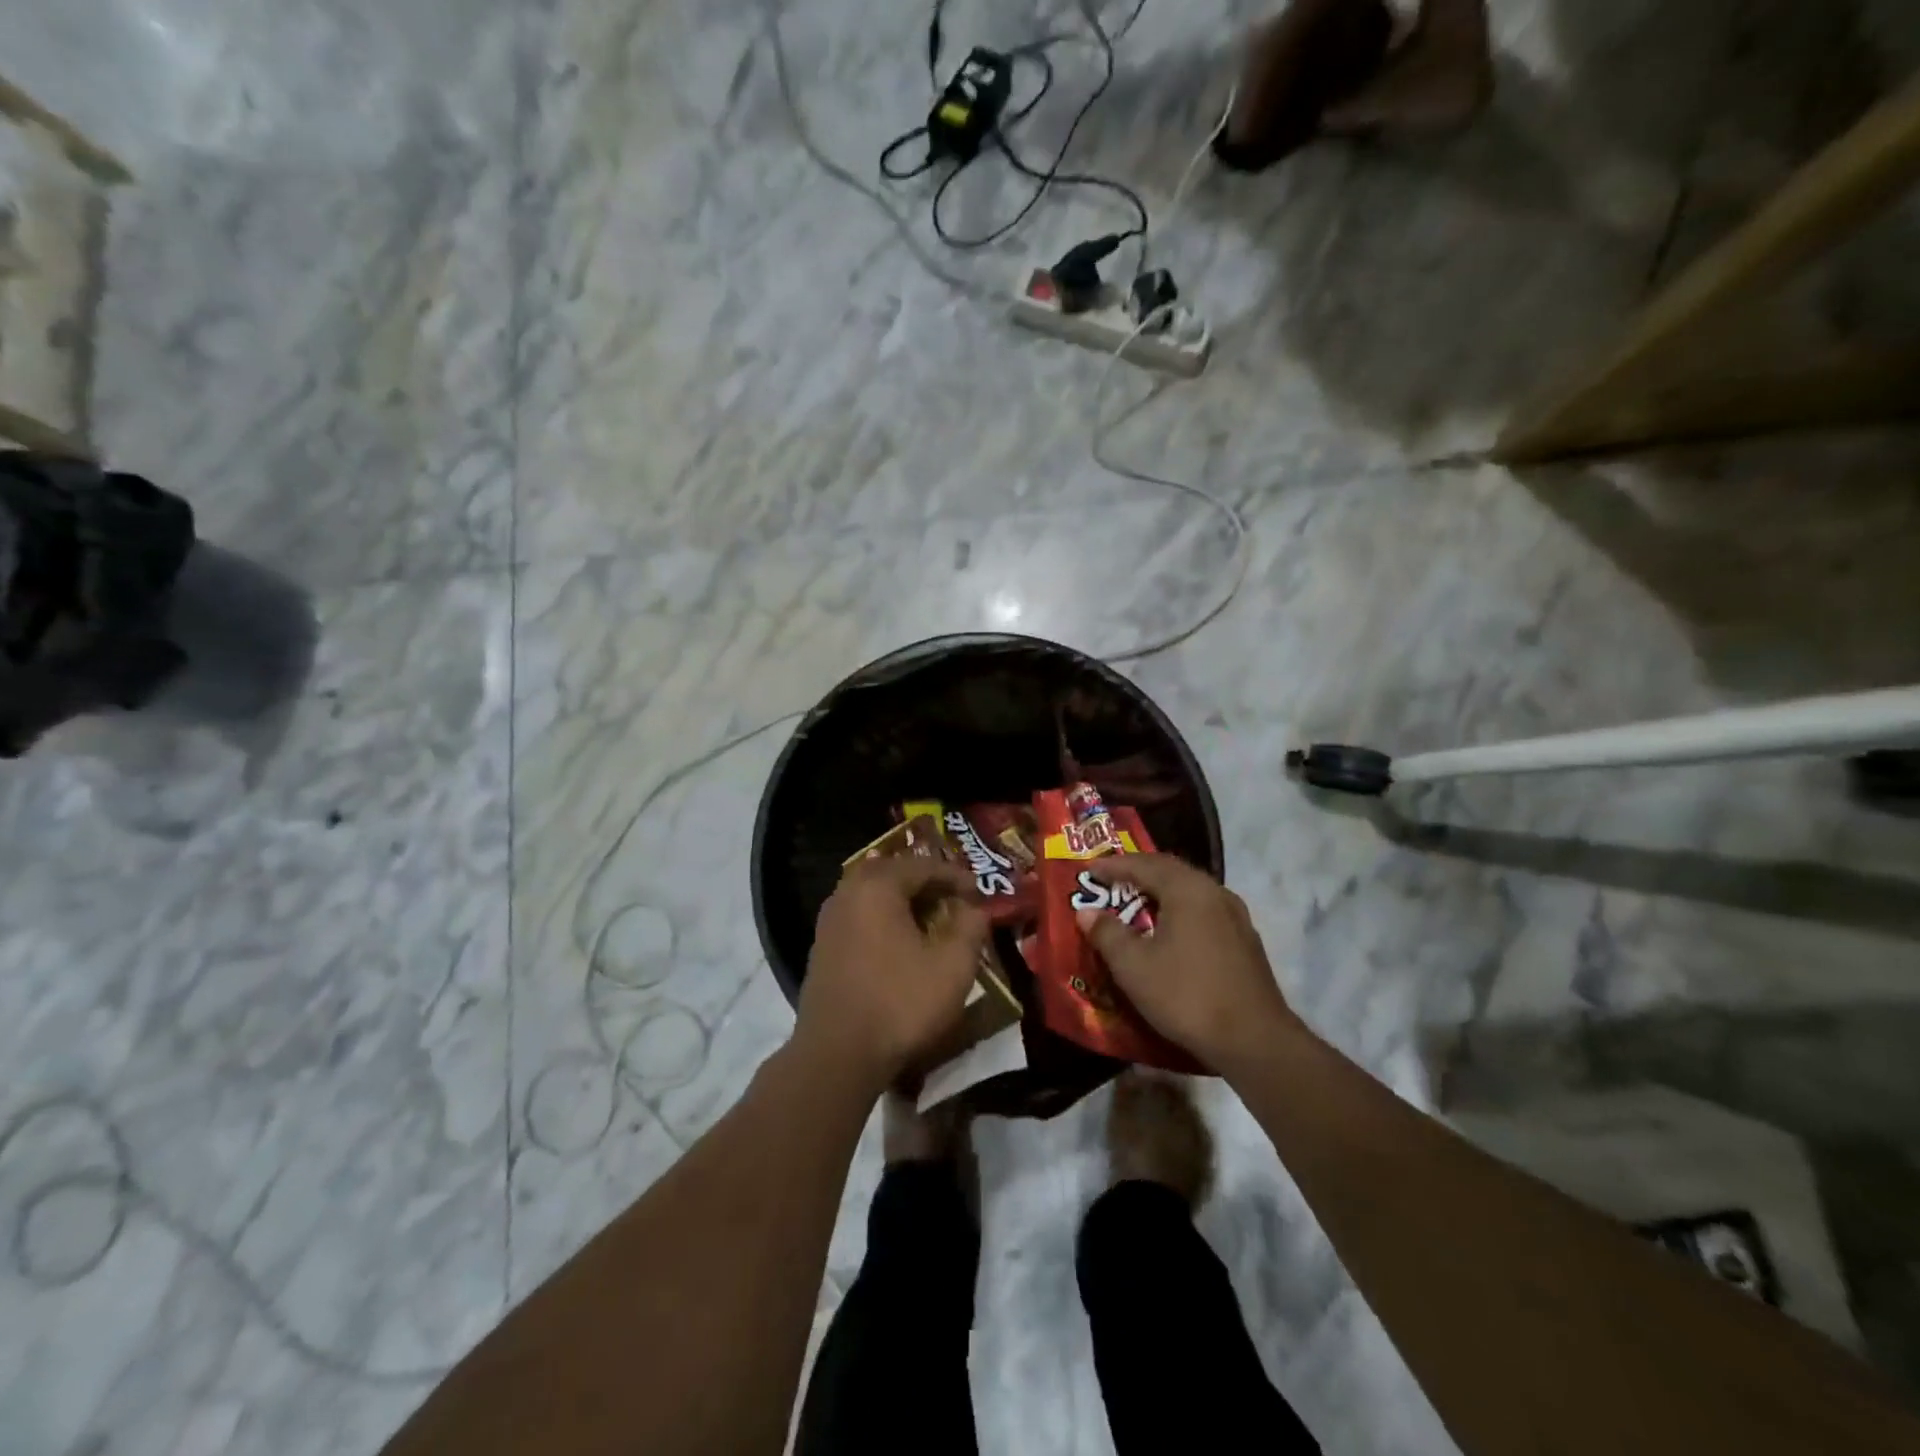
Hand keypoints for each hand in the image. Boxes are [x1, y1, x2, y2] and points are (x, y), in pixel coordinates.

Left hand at [794, 856, 988, 1096]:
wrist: (837, 1055)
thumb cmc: (900, 1003)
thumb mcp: (953, 966)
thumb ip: (971, 927)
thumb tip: (975, 908)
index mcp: (877, 885)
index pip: (924, 865)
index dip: (957, 876)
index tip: (980, 894)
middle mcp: (847, 892)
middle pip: (895, 873)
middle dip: (928, 884)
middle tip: (955, 901)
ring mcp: (829, 920)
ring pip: (874, 896)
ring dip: (905, 903)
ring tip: (933, 922)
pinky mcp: (822, 947)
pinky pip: (860, 917)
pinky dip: (885, 921)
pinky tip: (902, 945)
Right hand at [1078, 854, 1302, 1074]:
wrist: (1255, 1041)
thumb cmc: (1187, 995)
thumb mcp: (1134, 966)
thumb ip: (1107, 933)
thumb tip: (1087, 912)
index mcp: (1188, 889)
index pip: (1144, 864)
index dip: (1113, 866)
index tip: (1088, 869)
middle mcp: (1215, 893)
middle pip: (1170, 871)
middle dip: (1138, 873)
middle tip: (1110, 880)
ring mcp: (1236, 917)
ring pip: (1190, 892)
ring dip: (1160, 892)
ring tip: (1136, 903)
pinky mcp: (1245, 942)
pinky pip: (1203, 912)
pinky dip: (1178, 912)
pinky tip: (1169, 932)